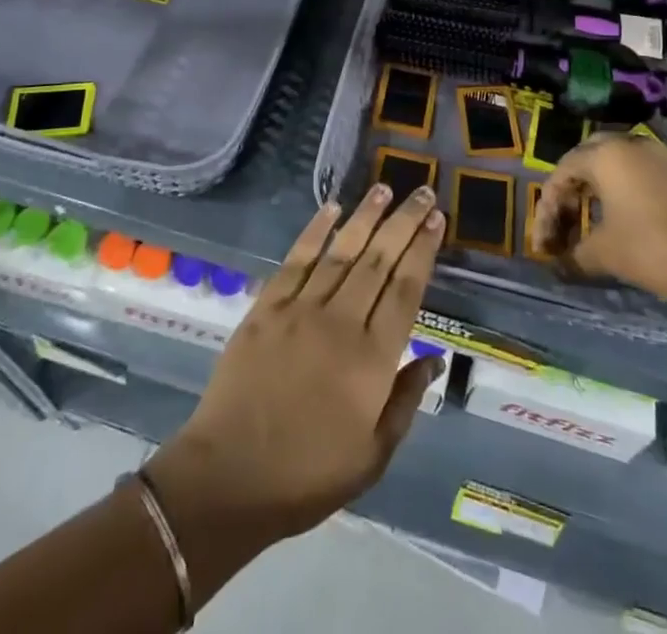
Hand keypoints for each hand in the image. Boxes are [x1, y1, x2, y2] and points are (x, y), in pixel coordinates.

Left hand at [144, 184, 446, 552]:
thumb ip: (406, 401)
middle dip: (404, 223)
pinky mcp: (267, 307)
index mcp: (372, 360)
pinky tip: (331, 208)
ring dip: (366, 216)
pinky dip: (315, 231)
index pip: (405, 290)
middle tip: (423, 193)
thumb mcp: (373, 456)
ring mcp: (301, 309)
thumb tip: (435, 357)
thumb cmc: (308, 475)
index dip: (423, 251)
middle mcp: (340, 322)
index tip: (437, 221)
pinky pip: (296, 259)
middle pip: (379, 260)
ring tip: (385, 188)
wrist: (229, 477)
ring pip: (341, 251)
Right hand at [529, 130, 666, 310]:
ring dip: (597, 190)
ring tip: (589, 222)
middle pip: (587, 159)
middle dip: (570, 189)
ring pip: (615, 165)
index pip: (561, 173)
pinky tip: (621, 221)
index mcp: (604, 154)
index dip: (547, 209)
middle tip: (564, 220)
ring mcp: (659, 156)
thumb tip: (560, 265)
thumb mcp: (605, 253)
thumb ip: (575, 254)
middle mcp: (629, 145)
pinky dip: (622, 192)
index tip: (544, 244)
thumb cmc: (652, 248)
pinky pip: (639, 174)